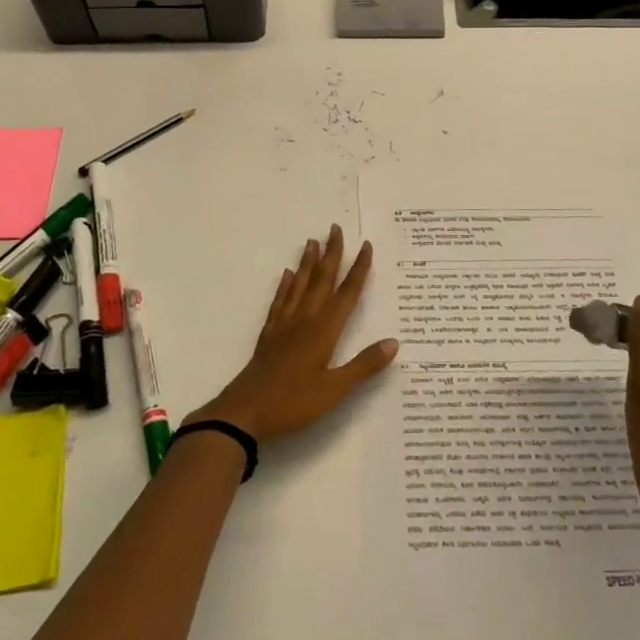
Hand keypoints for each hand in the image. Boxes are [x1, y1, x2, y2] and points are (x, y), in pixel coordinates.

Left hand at [191, 225, 398, 442]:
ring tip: (312, 241)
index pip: (347, 293)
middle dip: (332, 254)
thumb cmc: (294, 402)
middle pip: (322, 280)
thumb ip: (364, 365)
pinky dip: (285, 286)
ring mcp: (284, 325)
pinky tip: (287, 275)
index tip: (366, 246)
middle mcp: (305, 320)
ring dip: (308, 263)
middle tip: (336, 228)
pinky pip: (280, 301)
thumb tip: (394, 342)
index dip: (358, 269)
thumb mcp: (335, 389)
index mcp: (324, 330)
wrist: (245, 411)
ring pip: (300, 285)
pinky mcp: (269, 334)